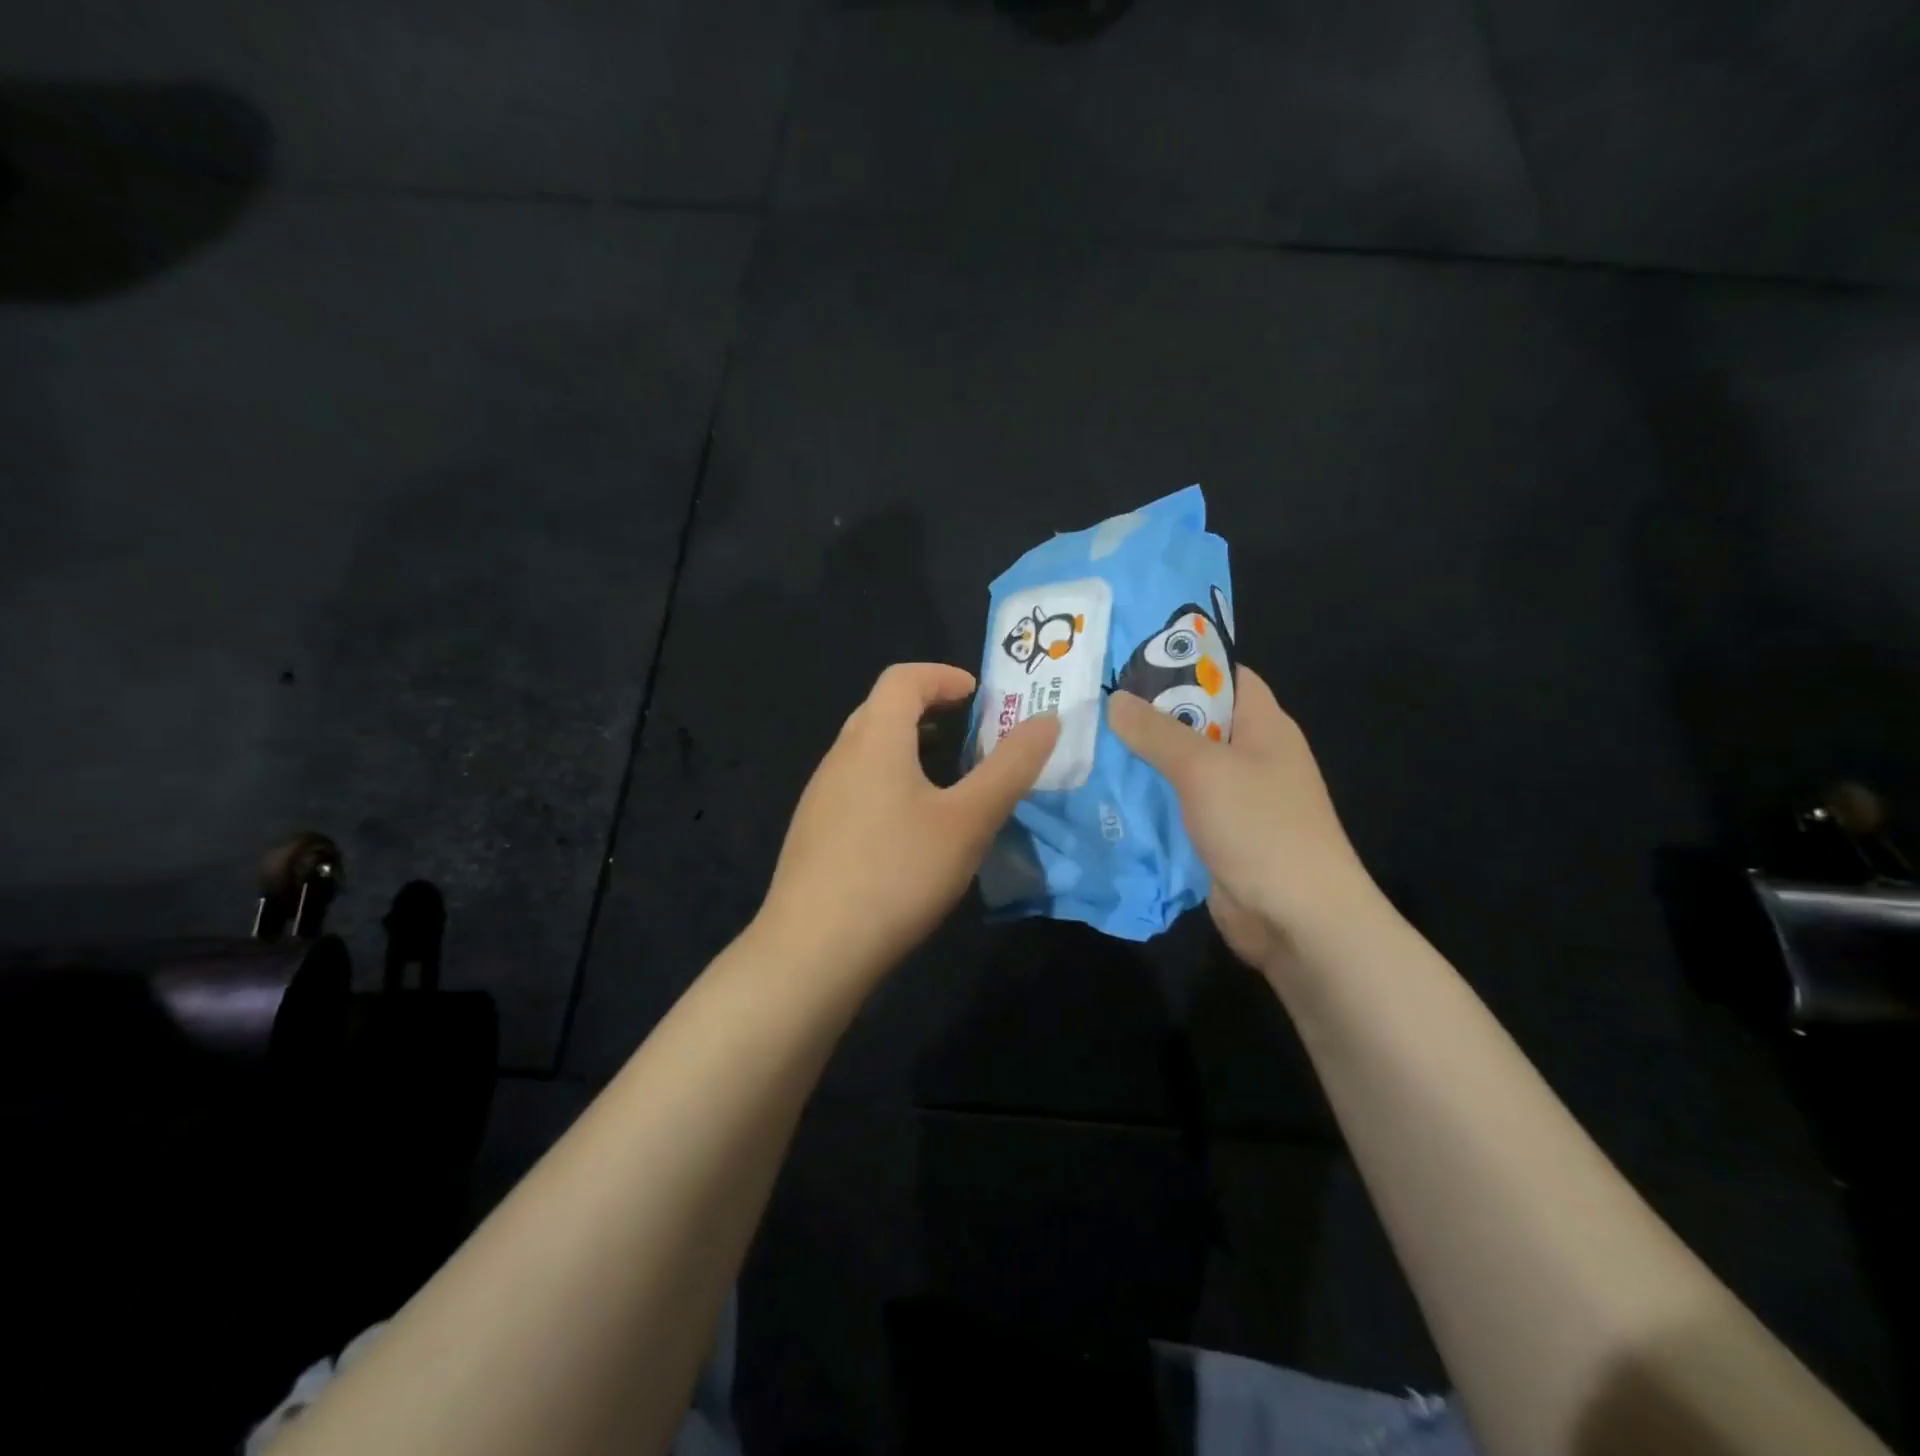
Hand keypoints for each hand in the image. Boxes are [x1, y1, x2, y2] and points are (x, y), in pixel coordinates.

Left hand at [757, 663, 1059, 977]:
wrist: (812, 951)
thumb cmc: (897, 873)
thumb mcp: (968, 821)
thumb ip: (1010, 767)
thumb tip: (1047, 720)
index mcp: (874, 740)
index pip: (903, 678)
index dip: (942, 676)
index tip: (979, 696)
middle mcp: (840, 757)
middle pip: (882, 709)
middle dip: (928, 709)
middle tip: (970, 734)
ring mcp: (820, 796)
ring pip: (867, 750)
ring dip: (908, 747)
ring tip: (947, 779)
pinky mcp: (813, 832)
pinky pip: (855, 784)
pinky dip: (889, 781)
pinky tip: (909, 828)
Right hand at [1108, 665, 1376, 968]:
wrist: (1297, 919)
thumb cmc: (1260, 827)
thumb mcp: (1204, 769)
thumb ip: (1157, 732)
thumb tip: (1115, 699)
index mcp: (1263, 725)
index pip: (1225, 675)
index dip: (1184, 662)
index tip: (1128, 659)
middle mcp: (1251, 756)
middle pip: (1195, 720)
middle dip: (1148, 712)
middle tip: (1090, 701)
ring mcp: (1234, 798)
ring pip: (1180, 766)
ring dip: (1141, 759)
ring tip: (1085, 741)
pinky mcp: (1216, 834)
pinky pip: (1176, 805)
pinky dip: (1146, 798)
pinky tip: (1103, 792)